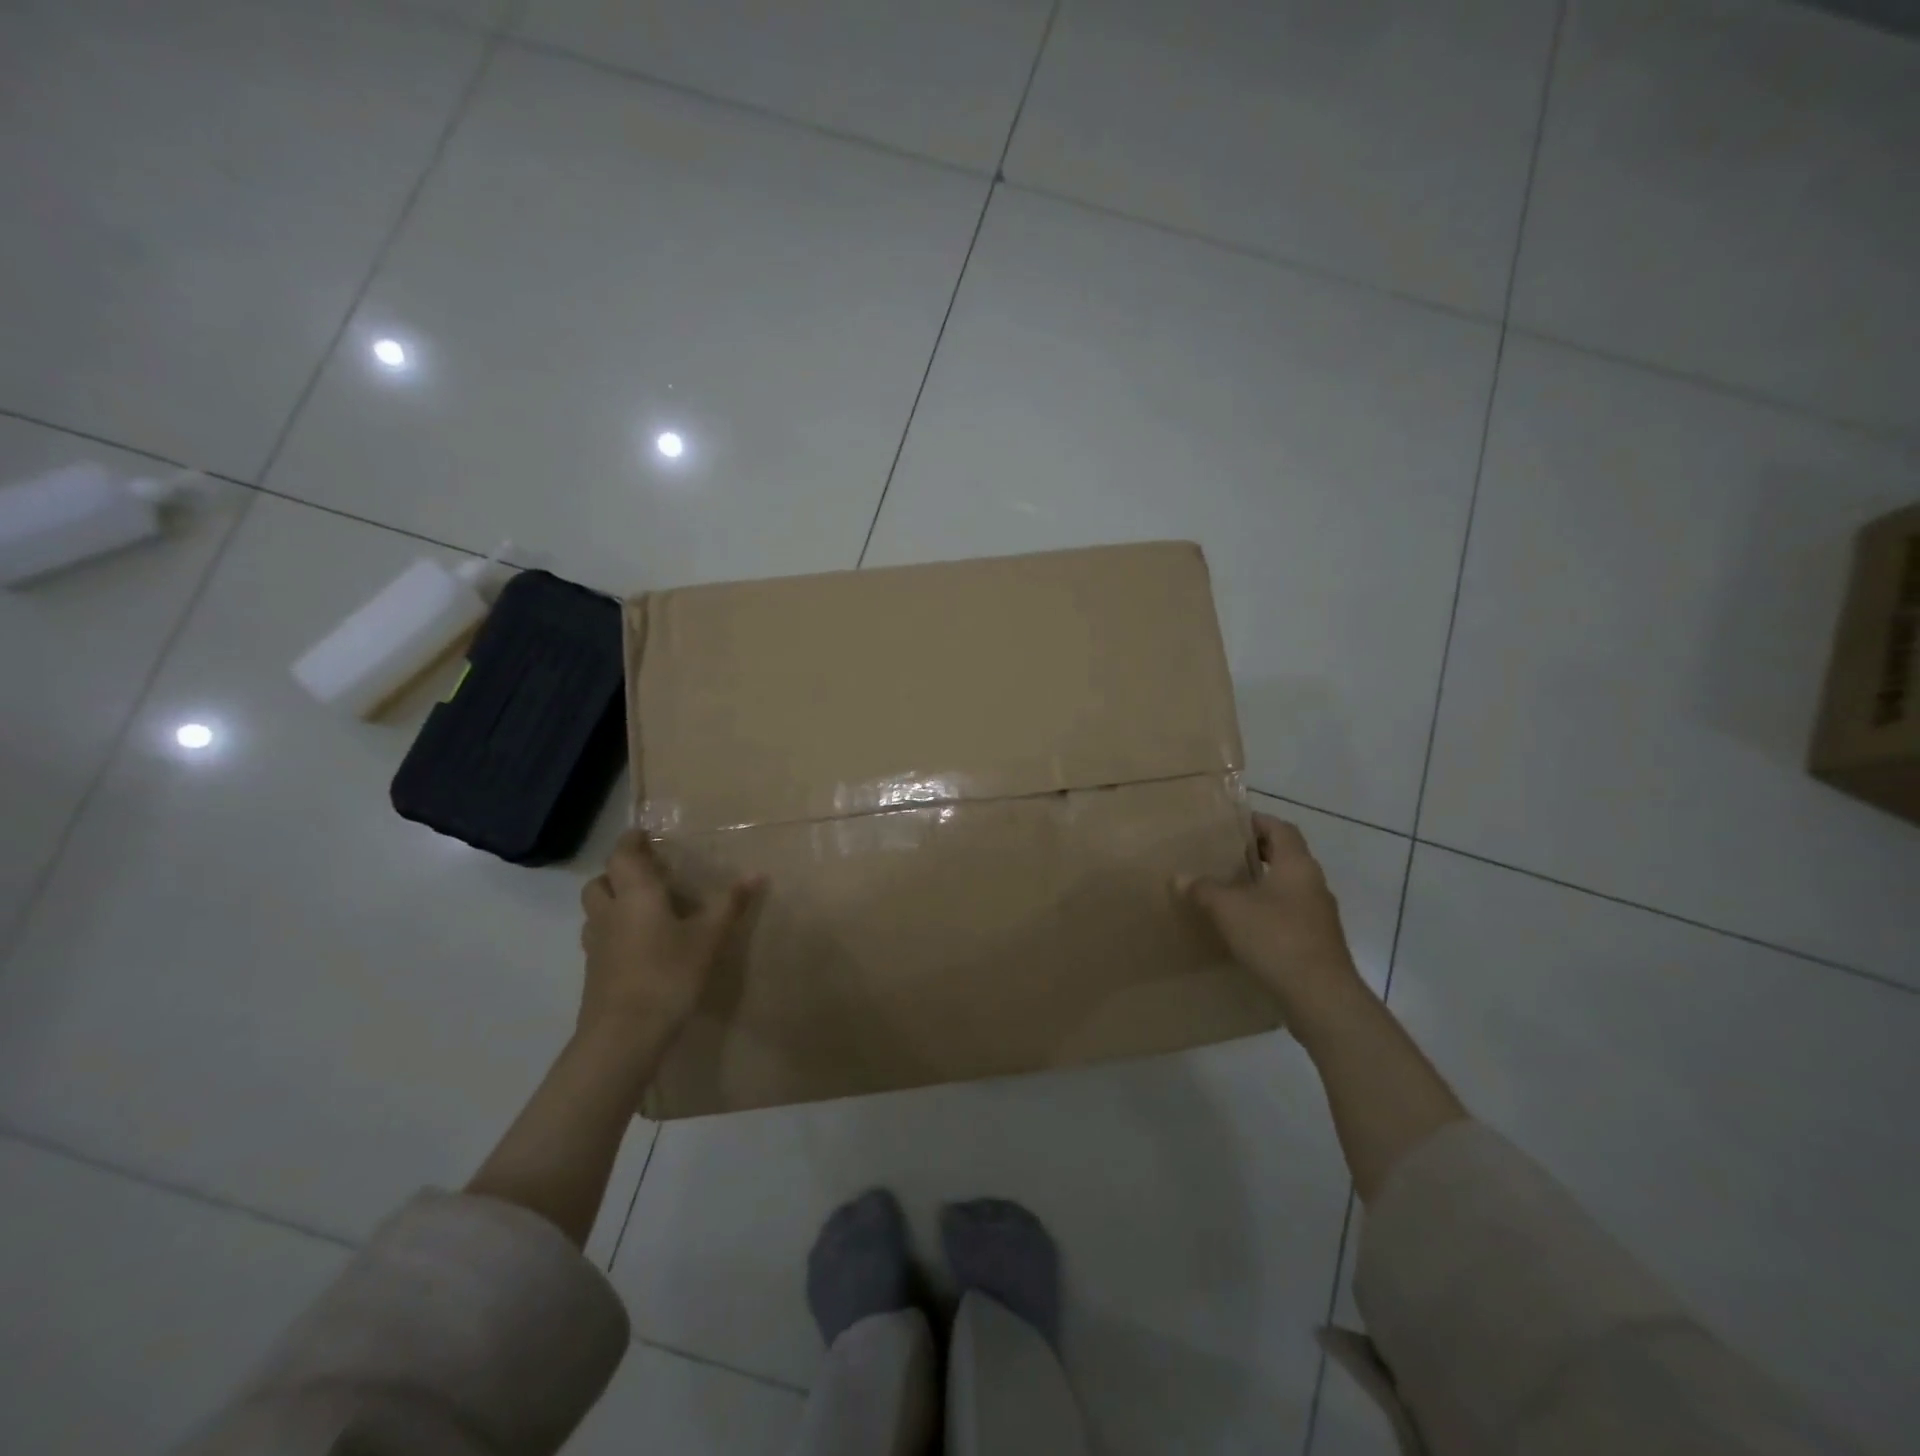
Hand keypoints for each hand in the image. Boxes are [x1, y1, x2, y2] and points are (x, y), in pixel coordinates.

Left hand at [578, 829, 762, 1049]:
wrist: (624, 1035)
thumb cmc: (668, 974)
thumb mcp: (708, 938)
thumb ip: (730, 904)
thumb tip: (757, 873)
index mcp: (635, 895)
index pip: (622, 855)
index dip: (630, 842)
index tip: (644, 835)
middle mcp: (610, 912)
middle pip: (600, 882)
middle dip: (617, 873)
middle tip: (646, 875)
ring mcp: (596, 944)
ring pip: (595, 911)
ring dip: (612, 902)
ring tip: (642, 909)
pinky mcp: (594, 972)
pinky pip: (600, 938)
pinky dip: (614, 931)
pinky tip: (639, 946)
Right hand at [1178, 814, 1364, 1019]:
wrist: (1320, 997)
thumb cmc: (1275, 938)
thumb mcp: (1228, 909)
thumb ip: (1203, 889)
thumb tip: (1179, 877)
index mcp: (1297, 865)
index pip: (1281, 828)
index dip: (1257, 821)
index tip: (1230, 824)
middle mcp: (1313, 883)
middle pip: (1286, 856)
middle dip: (1256, 852)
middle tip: (1223, 855)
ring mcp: (1318, 914)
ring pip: (1288, 886)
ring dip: (1261, 883)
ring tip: (1228, 889)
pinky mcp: (1317, 941)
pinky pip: (1289, 913)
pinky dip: (1268, 910)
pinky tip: (1244, 925)